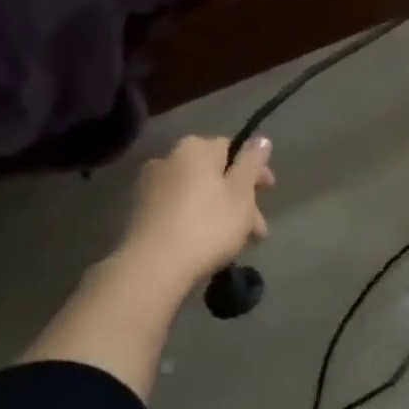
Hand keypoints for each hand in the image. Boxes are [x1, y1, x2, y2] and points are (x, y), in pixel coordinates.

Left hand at [114, 134, 274, 290]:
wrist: (152, 269)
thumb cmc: (207, 225)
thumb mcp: (242, 192)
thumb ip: (253, 162)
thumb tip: (261, 139)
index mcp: (195, 149)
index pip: (232, 148)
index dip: (254, 170)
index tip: (268, 192)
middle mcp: (168, 160)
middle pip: (215, 174)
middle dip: (241, 198)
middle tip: (257, 228)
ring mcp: (150, 188)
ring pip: (199, 194)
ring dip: (222, 213)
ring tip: (240, 243)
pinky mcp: (140, 215)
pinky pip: (179, 210)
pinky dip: (198, 221)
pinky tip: (210, 245)